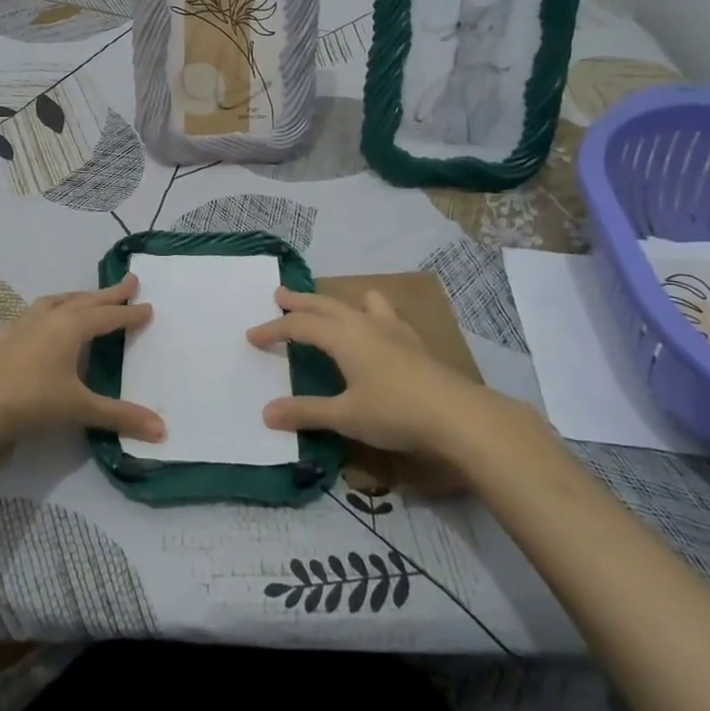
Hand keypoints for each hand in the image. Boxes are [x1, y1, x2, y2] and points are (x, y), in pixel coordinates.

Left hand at [0, 276, 165, 447]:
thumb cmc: (33, 401)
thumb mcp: (81, 408)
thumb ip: (120, 416)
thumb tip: (161, 430)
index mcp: (72, 327)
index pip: (108, 316)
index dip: (129, 313)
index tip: (148, 306)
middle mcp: (50, 317)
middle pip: (86, 301)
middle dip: (109, 294)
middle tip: (129, 282)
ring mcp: (24, 324)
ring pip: (57, 301)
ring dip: (77, 297)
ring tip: (87, 297)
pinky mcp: (5, 336)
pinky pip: (33, 313)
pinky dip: (47, 310)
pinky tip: (43, 318)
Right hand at [246, 287, 527, 455]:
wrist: (457, 414)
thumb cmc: (395, 412)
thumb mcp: (345, 416)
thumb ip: (305, 412)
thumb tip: (266, 413)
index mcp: (342, 337)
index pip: (299, 326)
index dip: (274, 329)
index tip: (252, 336)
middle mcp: (364, 323)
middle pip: (324, 305)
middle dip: (299, 301)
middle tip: (279, 294)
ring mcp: (392, 328)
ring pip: (357, 302)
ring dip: (336, 301)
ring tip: (330, 305)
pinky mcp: (412, 340)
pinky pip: (384, 313)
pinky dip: (369, 311)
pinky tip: (376, 325)